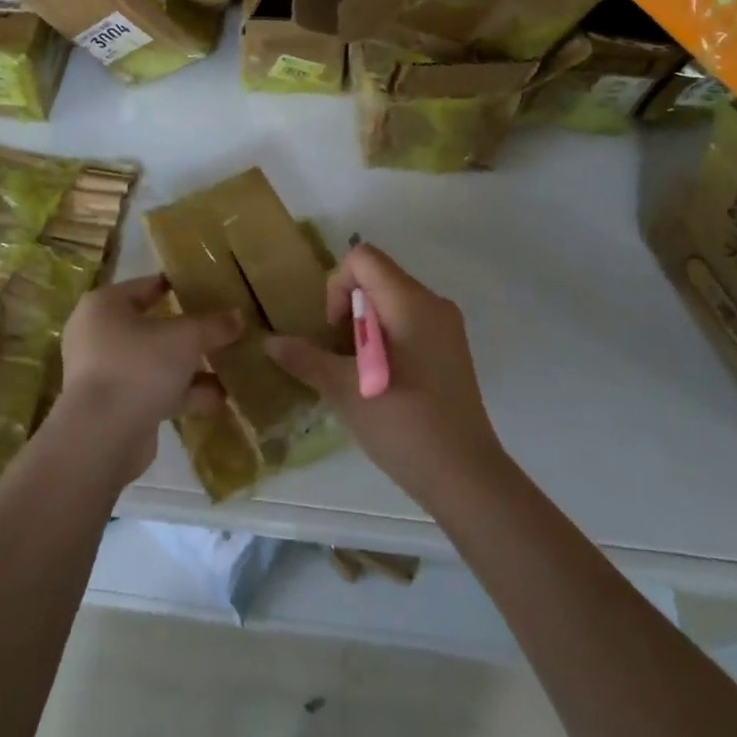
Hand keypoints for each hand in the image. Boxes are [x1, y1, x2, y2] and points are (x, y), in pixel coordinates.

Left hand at [57, 274, 242, 485]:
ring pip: (157, 362)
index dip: (180, 286)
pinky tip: (220, 398)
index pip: (148, 285)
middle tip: (225, 328)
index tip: (211, 289)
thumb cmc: (138, 367)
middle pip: (154, 326)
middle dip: (191, 332)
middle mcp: (100, 335)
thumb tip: (239, 316)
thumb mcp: (185, 338)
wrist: (102, 438)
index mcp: (105, 306)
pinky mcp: (117, 407)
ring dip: (192, 367)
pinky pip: (156, 391)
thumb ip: (213, 325)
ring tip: (232, 365)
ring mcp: (107, 374)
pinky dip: (184, 394)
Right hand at [265, 243, 506, 508]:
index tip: (335, 330)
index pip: (363, 257)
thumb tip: (269, 342)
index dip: (338, 284)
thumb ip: (305, 359)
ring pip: (391, 302)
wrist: (466, 478)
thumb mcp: (344, 390)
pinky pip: (408, 323)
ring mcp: (446, 327)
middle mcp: (433, 303)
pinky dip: (385, 338)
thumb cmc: (404, 424)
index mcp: (410, 301)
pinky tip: (379, 381)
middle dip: (349, 307)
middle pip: (377, 277)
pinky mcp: (451, 351)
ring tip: (357, 371)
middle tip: (340, 355)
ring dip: (365, 326)